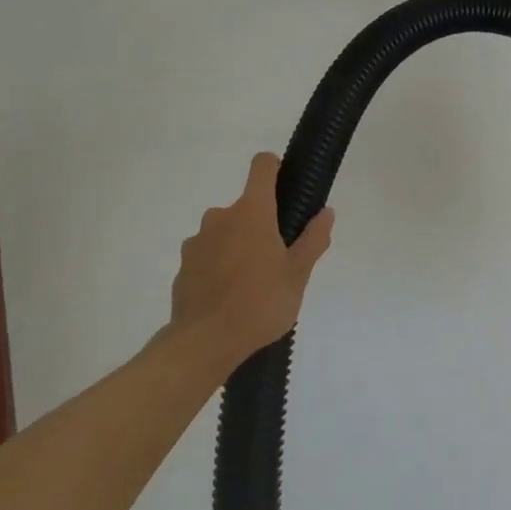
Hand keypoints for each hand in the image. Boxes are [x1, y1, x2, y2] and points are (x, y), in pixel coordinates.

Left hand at [171, 153, 334, 368]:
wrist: (204, 343)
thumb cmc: (260, 303)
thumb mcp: (298, 275)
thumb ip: (313, 239)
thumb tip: (326, 212)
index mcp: (252, 211)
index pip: (262, 166)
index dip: (275, 168)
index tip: (285, 187)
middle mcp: (221, 216)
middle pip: (246, 206)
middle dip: (261, 224)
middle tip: (277, 258)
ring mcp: (197, 241)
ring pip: (225, 232)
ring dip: (238, 245)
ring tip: (252, 282)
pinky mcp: (184, 265)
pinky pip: (208, 255)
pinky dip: (219, 266)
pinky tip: (229, 296)